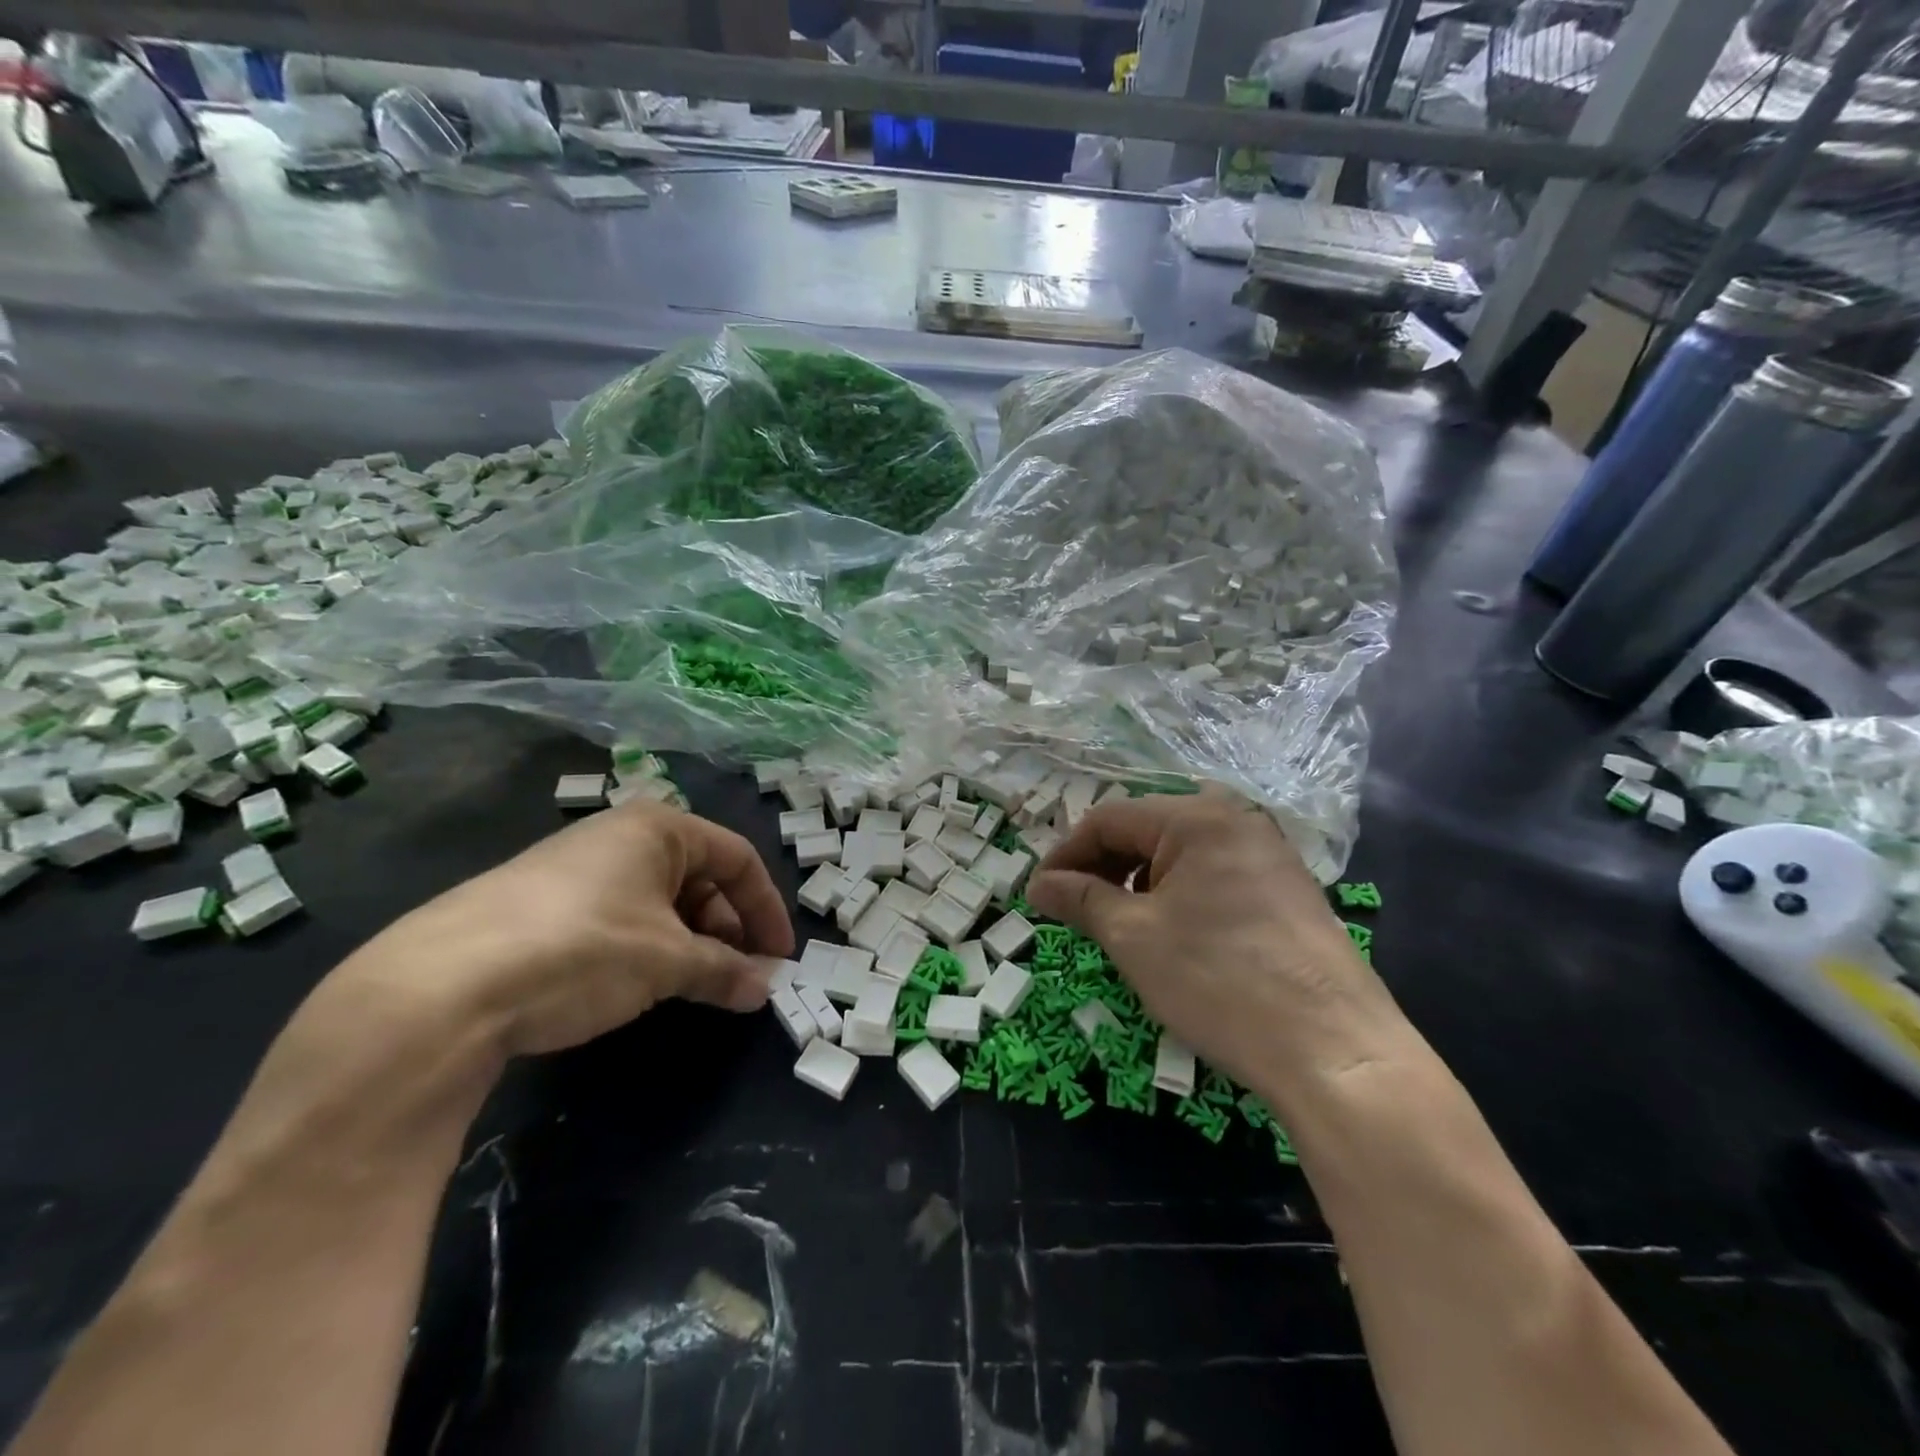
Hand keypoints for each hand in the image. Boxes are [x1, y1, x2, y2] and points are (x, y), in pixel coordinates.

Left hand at [330, 802, 794, 1063]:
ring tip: (693, 986)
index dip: (767, 907)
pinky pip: (617, 917)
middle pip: (698, 878)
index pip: (738, 858)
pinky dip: (645, 948)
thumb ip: (724, 971)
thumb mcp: (667, 962)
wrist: (441, 986)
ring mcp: (576, 868)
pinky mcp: (540, 905)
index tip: (781, 956)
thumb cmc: (585, 949)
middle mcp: (619, 836)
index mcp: (659, 828)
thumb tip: (765, 988)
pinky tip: (637, 984)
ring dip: (688, 943)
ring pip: (657, 901)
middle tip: (739, 976)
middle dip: (727, 929)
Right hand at [1026, 793, 1403, 1095]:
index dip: (1067, 854)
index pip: (1109, 818)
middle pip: (1146, 831)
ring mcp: (1270, 856)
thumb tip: (1039, 884)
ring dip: (1138, 885)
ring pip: (1180, 857)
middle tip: (1074, 913)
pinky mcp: (1288, 893)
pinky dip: (1178, 898)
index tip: (1040, 895)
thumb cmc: (1218, 979)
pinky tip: (1173, 938)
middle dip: (1102, 869)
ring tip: (1120, 929)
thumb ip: (1080, 899)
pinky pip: (1214, 878)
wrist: (1334, 1051)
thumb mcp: (1133, 936)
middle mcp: (1237, 821)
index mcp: (1197, 817)